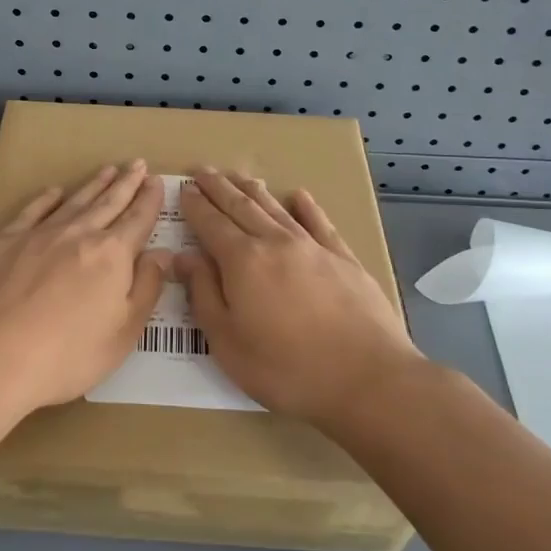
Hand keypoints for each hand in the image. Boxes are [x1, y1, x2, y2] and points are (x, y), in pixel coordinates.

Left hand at [0, 161, 168, 413]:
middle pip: (108, 203)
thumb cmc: (66, 354)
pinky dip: (47, 198)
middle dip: (126, 183)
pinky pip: (33, 210)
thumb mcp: (123, 333)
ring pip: (74, 201)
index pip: (138, 220)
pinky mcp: (6, 241)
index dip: (150, 200)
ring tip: (107, 170)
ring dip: (93, 185)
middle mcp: (79, 234)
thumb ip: (146, 289)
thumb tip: (162, 254)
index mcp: (112, 255)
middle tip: (137, 163)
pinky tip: (54, 191)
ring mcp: (40, 234)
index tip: (156, 181)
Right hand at [177, 168, 420, 426]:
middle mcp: (275, 243)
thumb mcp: (227, 342)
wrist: (367, 379)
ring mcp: (313, 248)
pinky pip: (319, 223)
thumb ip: (203, 294)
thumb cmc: (286, 368)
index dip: (195, 205)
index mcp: (242, 261)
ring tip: (239, 176)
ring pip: (275, 209)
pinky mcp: (344, 259)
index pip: (211, 223)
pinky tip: (299, 196)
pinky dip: (306, 207)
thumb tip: (184, 257)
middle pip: (241, 206)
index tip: (184, 189)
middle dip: (219, 188)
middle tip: (203, 171)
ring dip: (253, 190)